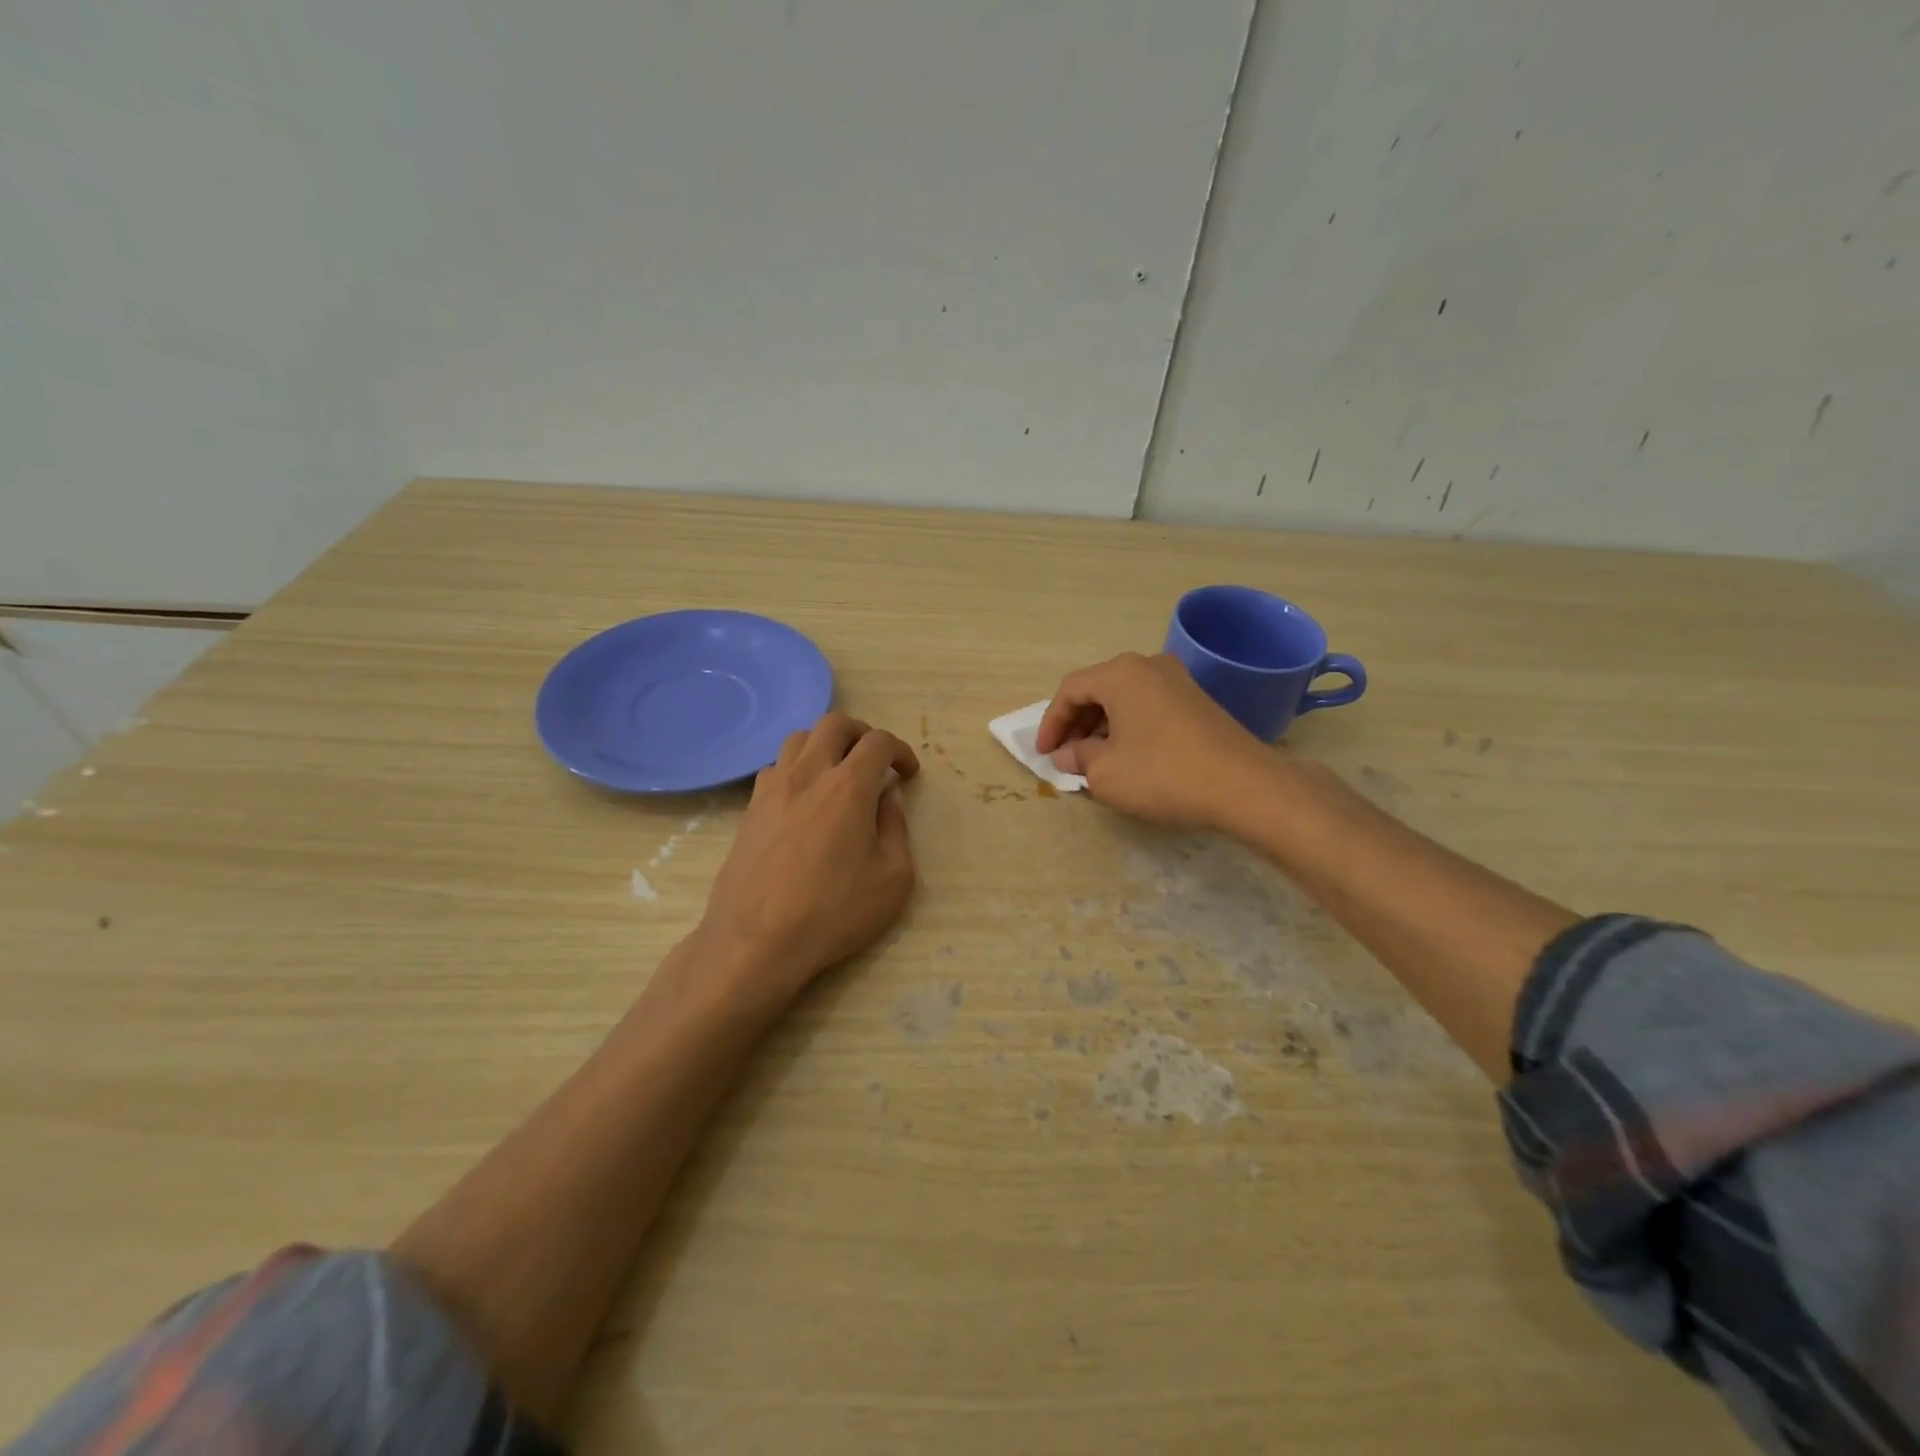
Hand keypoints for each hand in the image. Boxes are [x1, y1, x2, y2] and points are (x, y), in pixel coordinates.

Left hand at [699, 712, 919, 1002]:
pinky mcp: (749, 809)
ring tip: (837, 772)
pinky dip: (796, 768)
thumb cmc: (833, 912)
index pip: (878, 742)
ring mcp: (772, 789)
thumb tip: (887, 799)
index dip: (900, 750)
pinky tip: (803, 799)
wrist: (756, 940)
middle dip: (861, 732)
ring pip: (798, 739)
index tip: (908, 773)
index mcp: (849, 786)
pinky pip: (775, 768)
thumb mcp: (892, 878)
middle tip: (875, 759)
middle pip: (834, 723)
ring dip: (824, 745)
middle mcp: (808, 774)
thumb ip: (895, 829)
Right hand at [1034, 652, 1278, 830]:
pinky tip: (1128, 756)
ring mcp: (1178, 680)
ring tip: (1093, 760)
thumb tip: (1068, 754)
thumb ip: (1078, 758)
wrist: (1243, 785)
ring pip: (1124, 698)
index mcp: (1120, 674)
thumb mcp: (1105, 773)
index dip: (1051, 723)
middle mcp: (1148, 666)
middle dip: (1076, 724)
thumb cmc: (1162, 774)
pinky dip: (1129, 727)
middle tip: (1065, 756)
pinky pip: (1148, 707)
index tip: (1043, 754)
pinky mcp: (1197, 700)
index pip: (1070, 690)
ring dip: (1102, 726)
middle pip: (1098, 689)